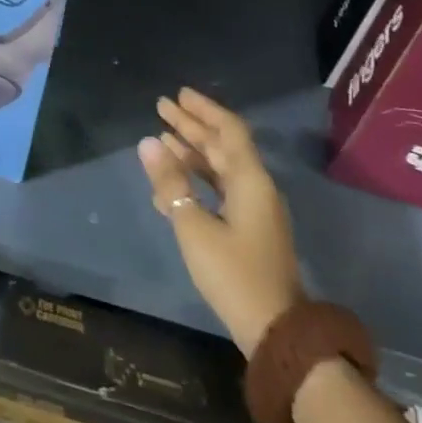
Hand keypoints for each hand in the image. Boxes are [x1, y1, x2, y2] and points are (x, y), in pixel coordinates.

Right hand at [138, 88, 303, 357]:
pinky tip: (172, 180)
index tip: (178, 95)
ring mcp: (253, 209)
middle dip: (192, 126)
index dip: (204, 110)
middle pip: (223, 146)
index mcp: (250, 181)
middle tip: (162, 107)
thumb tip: (148, 142)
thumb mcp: (194, 226)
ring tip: (162, 137)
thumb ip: (171, 183)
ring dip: (193, 151)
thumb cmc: (233, 273)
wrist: (274, 327)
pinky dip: (196, 178)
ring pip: (220, 168)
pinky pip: (219, 189)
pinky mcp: (247, 229)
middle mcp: (255, 188)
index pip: (228, 131)